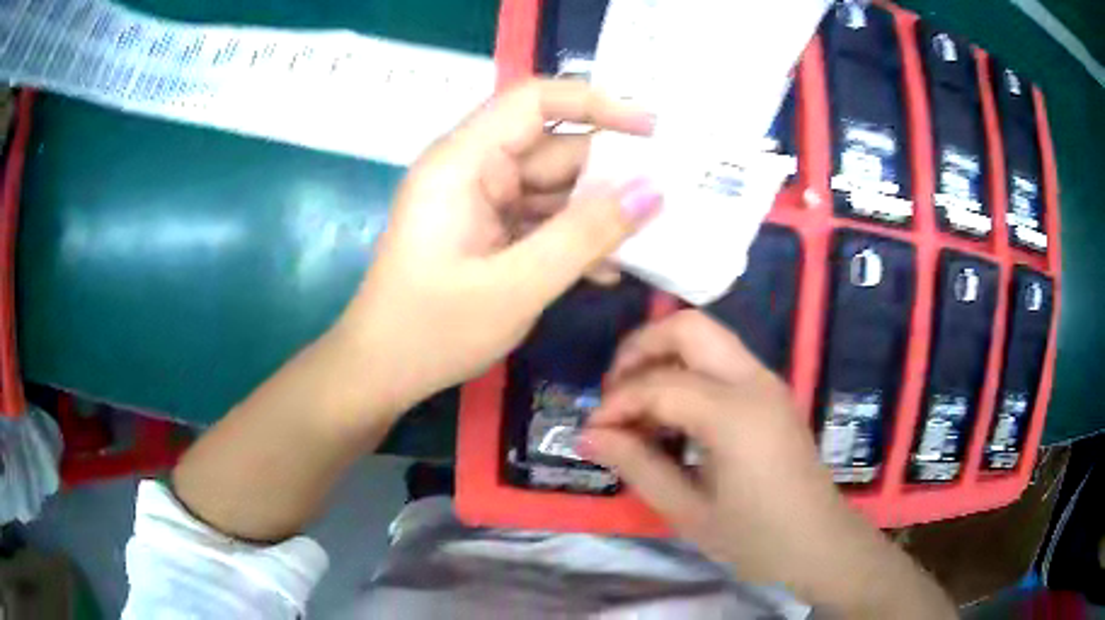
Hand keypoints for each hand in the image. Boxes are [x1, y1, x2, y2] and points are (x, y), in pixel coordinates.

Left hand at [340, 79, 661, 415]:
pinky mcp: (485, 229)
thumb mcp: (518, 285)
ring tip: (653, 235)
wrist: (381, 372)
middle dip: (609, 171)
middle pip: (551, 148)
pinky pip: (539, 218)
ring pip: (552, 187)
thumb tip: (652, 191)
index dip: (596, 102)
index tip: (653, 128)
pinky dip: (573, 237)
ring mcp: (478, 200)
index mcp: (463, 162)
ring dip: (597, 212)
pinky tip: (609, 268)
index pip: (533, 101)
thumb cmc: (434, 331)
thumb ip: (587, 234)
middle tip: (671, 194)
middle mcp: (471, 169)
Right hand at [583, 311, 953, 617]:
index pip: (659, 384)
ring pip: (706, 335)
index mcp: (735, 415)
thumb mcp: (688, 511)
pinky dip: (686, 370)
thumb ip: (637, 465)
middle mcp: (754, 382)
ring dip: (663, 356)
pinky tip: (672, 413)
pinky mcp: (771, 391)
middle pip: (688, 327)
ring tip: (637, 404)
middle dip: (640, 349)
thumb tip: (589, 434)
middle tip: (614, 393)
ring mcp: (767, 381)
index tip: (592, 431)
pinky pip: (721, 359)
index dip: (617, 403)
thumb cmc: (755, 538)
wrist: (818, 542)